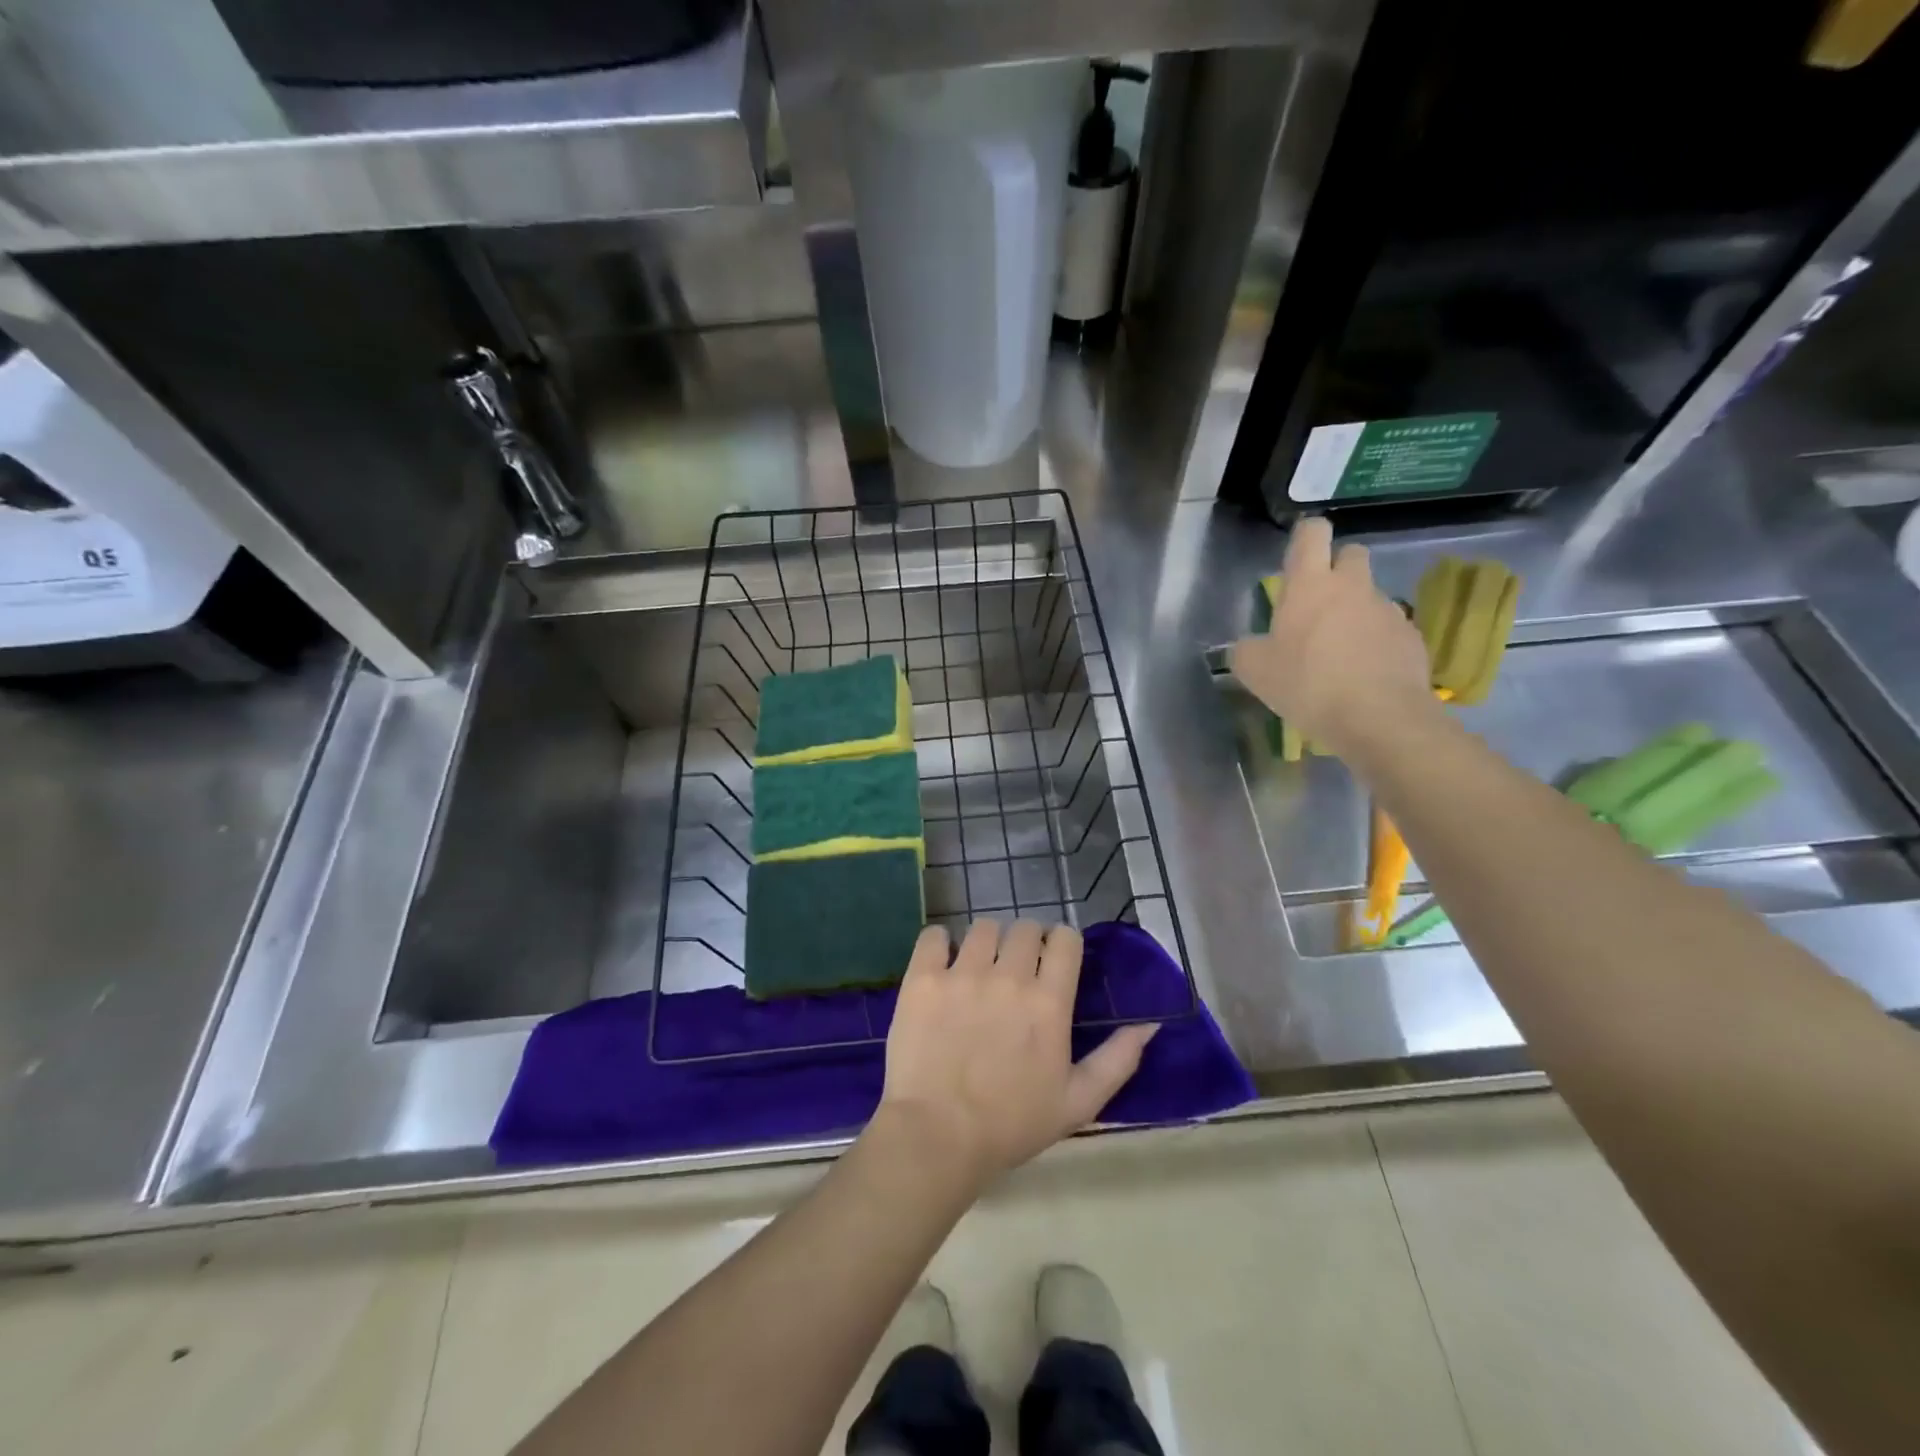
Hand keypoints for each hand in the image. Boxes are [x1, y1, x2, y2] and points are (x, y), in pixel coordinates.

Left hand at [874, 919, 1157, 1186]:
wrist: (937, 1136)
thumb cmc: (1012, 1125)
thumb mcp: (1078, 1102)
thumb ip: (1118, 1060)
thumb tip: (1150, 1025)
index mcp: (1049, 1001)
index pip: (1065, 939)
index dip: (1062, 944)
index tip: (1054, 961)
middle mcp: (1009, 976)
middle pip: (1025, 927)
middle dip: (1027, 942)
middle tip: (1016, 969)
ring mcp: (962, 973)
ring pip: (983, 927)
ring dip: (988, 942)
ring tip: (980, 968)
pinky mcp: (923, 978)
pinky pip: (935, 936)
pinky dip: (941, 943)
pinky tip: (942, 964)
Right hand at [1229, 516, 1434, 758]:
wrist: (1379, 717)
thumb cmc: (1307, 684)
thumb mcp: (1254, 671)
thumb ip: (1246, 650)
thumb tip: (1248, 646)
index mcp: (1310, 585)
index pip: (1312, 533)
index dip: (1304, 538)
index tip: (1296, 558)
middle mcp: (1352, 586)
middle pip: (1351, 553)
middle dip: (1337, 569)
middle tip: (1318, 604)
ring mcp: (1387, 610)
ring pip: (1370, 595)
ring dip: (1356, 611)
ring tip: (1340, 650)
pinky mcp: (1411, 638)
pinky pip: (1389, 628)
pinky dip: (1376, 642)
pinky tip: (1364, 673)